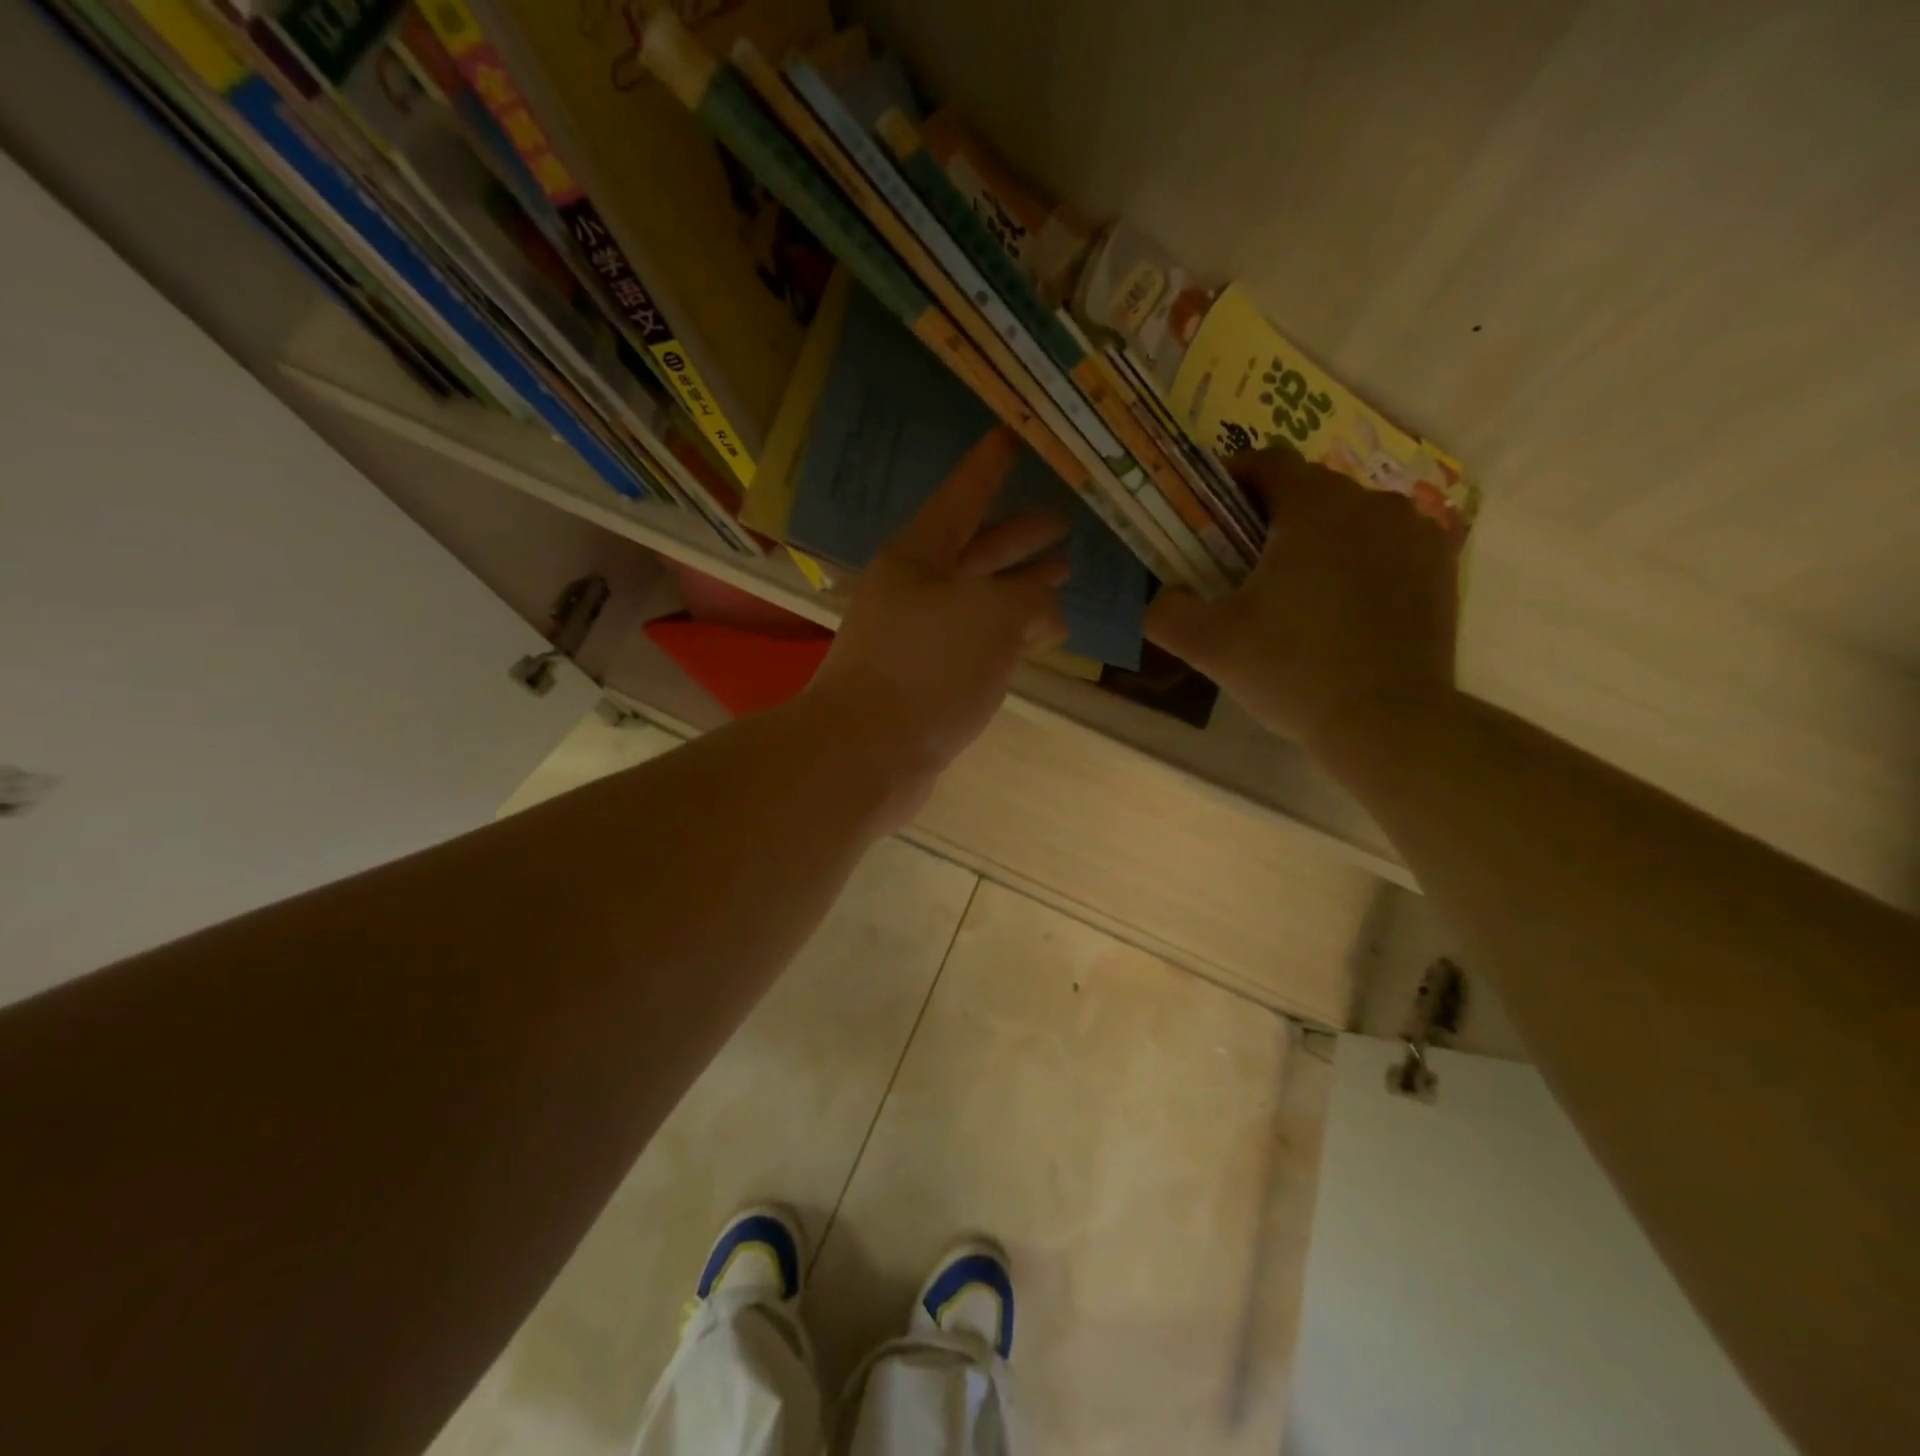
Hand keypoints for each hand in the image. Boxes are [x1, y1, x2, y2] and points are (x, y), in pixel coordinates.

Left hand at [807, 426, 1069, 808]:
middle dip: (1020, 536)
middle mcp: (916, 591)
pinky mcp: (928, 680)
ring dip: (1022, 587)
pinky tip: (1041, 638)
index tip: (1012, 435)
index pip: (961, 498)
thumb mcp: (991, 615)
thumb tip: (1046, 607)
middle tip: (1066, 520)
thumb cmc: (927, 667)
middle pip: (976, 551)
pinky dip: (1011, 634)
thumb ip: (1029, 597)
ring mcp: (920, 638)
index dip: (989, 467)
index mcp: (918, 557)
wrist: (868, 753)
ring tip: (1066, 575)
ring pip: (981, 600)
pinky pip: (979, 642)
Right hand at [1147, 447, 1459, 752]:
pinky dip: (1360, 562)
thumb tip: (1164, 595)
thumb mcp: (1208, 645)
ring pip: (1352, 518)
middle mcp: (1371, 503)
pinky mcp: (1440, 568)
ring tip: (1299, 592)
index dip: (1232, 480)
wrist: (1387, 722)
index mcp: (1314, 507)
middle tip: (1245, 566)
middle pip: (1310, 490)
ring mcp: (1415, 534)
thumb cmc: (1292, 671)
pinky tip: (1344, 609)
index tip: (1212, 516)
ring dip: (1320, 539)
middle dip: (1273, 517)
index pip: (1267, 462)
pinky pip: (1387, 546)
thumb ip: (1167, 611)